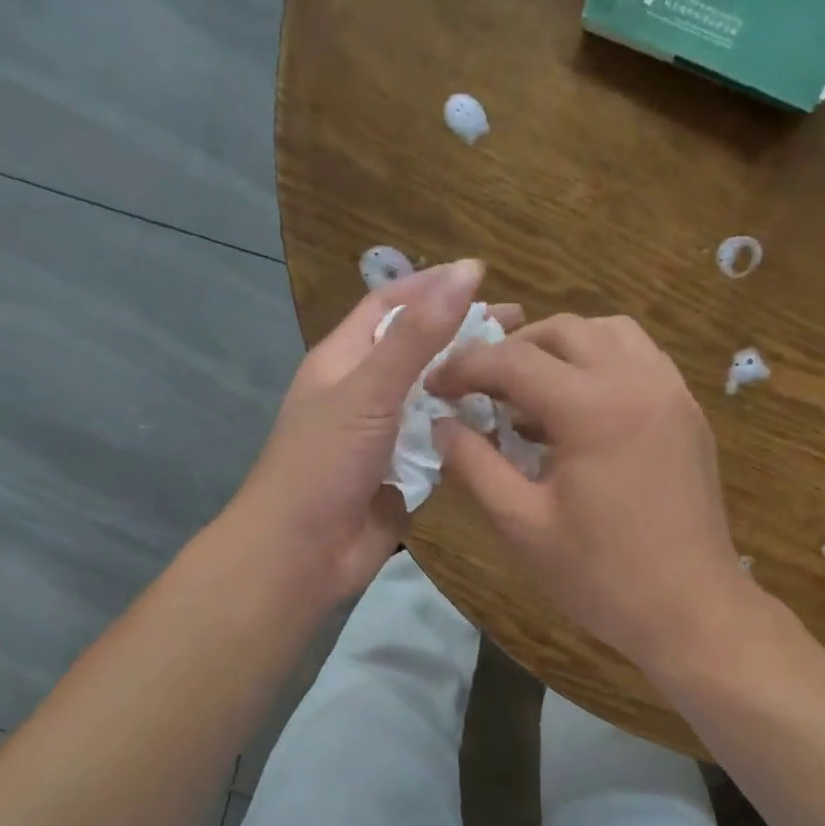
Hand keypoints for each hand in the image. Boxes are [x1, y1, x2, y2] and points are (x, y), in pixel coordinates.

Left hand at [229, 260, 520, 608]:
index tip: (483, 276)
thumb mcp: (370, 389)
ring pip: (434, 398)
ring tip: (523, 373)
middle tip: (520, 326)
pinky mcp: (404, 473)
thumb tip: (467, 271)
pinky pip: (441, 442)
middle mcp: (364, 391)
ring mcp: (385, 435)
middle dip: (463, 335)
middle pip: (418, 349)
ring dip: (471, 385)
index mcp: (343, 360)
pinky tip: (507, 424)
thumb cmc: (324, 463)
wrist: (301, 554)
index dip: (432, 286)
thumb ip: (419, 335)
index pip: (389, 305)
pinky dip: (468, 432)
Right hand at [427, 313, 752, 675]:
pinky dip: (600, 363)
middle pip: (563, 331)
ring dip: (561, 349)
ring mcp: (671, 391)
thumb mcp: (522, 524)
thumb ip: (474, 465)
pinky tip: (578, 410)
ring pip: (608, 333)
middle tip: (481, 389)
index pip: (514, 361)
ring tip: (531, 394)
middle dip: (512, 350)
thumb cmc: (602, 575)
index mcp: (593, 408)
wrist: (692, 610)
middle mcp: (638, 380)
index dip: (465, 367)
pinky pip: (639, 359)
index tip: (436, 387)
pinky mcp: (688, 411)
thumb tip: (441, 424)